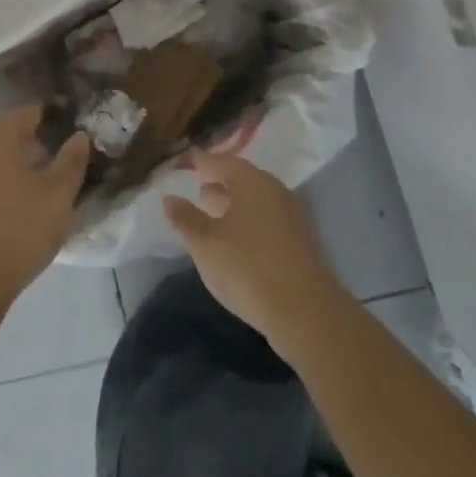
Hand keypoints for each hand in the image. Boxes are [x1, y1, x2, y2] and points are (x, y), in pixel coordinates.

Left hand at [0, 105, 90, 306]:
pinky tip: (24, 206)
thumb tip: (79, 135)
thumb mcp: (58, 194)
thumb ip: (71, 161)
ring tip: (47, 183)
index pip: (23, 113)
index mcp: (0, 143)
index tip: (67, 122)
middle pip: (8, 137)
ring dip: (21, 166)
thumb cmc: (21, 226)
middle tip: (61, 154)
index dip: (46, 114)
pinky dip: (9, 186)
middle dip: (34, 142)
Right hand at [164, 153, 348, 359]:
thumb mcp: (205, 244)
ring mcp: (293, 219)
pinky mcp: (302, 245)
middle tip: (198, 189)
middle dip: (220, 184)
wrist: (307, 314)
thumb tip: (169, 198)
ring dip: (234, 206)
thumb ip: (186, 218)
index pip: (222, 162)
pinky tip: (237, 243)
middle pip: (244, 181)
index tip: (186, 162)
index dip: (202, 162)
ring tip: (213, 215)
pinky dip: (249, 224)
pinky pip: (268, 222)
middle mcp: (276, 192)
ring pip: (257, 203)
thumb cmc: (247, 268)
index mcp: (252, 182)